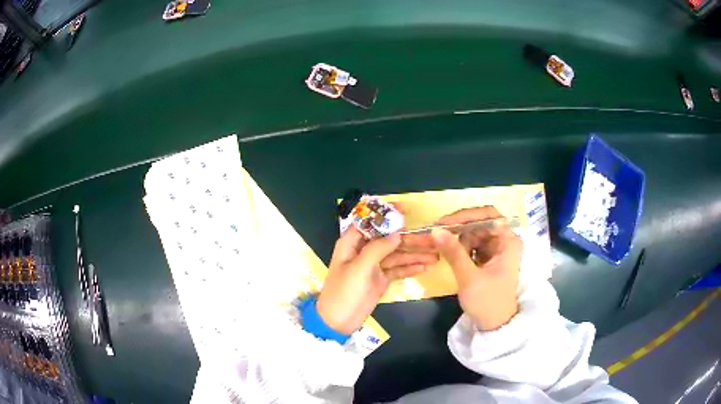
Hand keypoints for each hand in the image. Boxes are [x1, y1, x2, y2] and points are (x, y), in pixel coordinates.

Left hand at [317, 227, 437, 334]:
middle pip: (389, 240)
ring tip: (436, 256)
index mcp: (352, 243)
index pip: (370, 222)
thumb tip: (396, 233)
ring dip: (415, 255)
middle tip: (432, 239)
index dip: (386, 215)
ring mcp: (373, 266)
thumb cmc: (344, 292)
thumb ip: (377, 249)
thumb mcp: (359, 268)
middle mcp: (364, 251)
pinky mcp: (381, 279)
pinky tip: (424, 267)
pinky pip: (397, 270)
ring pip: (396, 255)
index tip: (405, 210)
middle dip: (410, 239)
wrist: (338, 322)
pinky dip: (409, 268)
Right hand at [431, 207, 521, 330]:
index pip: (489, 216)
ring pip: (474, 233)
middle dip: (459, 228)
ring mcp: (497, 249)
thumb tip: (435, 230)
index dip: (467, 215)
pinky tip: (449, 253)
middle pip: (480, 223)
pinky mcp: (488, 258)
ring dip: (458, 238)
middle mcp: (505, 241)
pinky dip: (460, 247)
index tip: (445, 223)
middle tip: (437, 234)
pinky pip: (473, 245)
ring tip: (442, 248)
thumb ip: (453, 252)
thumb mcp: (469, 277)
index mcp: (508, 242)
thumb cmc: (487, 302)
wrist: (494, 325)